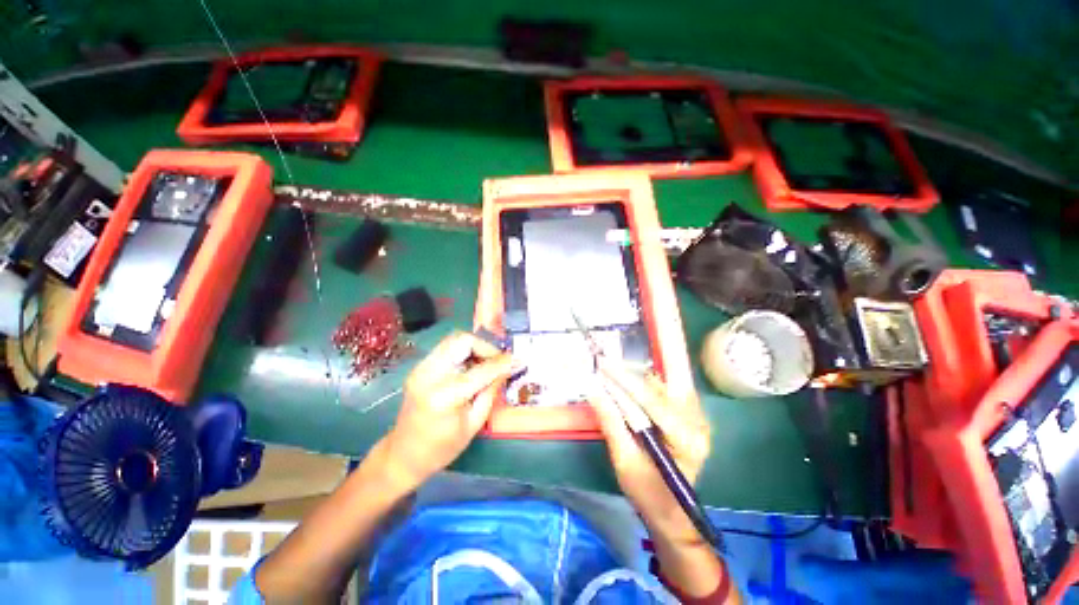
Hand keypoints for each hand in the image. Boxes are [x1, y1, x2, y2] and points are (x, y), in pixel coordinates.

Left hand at [380, 332, 513, 488]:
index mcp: (443, 396)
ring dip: (474, 347)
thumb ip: (491, 391)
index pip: (481, 369)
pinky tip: (471, 367)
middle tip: (497, 361)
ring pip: (454, 339)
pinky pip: (447, 348)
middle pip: (462, 340)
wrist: (403, 455)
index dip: (502, 363)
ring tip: (485, 364)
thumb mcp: (474, 424)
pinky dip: (463, 352)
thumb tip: (507, 368)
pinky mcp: (419, 367)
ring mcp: (421, 369)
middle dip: (485, 347)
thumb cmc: (442, 448)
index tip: (517, 360)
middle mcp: (429, 375)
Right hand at [590, 360, 711, 537]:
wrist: (672, 512)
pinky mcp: (691, 414)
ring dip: (643, 369)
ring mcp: (698, 416)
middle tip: (617, 353)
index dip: (624, 379)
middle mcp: (698, 422)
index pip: (651, 400)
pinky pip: (669, 386)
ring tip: (617, 364)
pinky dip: (648, 379)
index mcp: (686, 440)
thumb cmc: (648, 493)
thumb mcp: (625, 462)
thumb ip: (611, 423)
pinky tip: (631, 376)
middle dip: (645, 362)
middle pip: (671, 379)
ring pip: (670, 379)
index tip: (602, 363)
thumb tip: (594, 391)